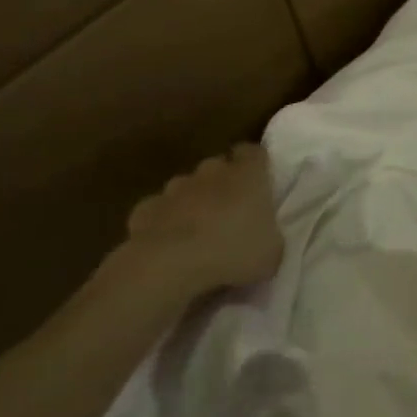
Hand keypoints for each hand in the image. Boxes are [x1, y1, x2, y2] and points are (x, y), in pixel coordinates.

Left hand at [109, 143, 284, 310]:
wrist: (168, 264)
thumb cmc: (232, 251)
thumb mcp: (271, 254)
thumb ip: (270, 238)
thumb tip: (265, 240)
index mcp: (248, 174)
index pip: (254, 152)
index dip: (255, 164)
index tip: (258, 182)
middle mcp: (212, 172)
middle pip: (218, 167)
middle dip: (222, 183)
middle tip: (228, 213)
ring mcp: (175, 188)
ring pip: (186, 187)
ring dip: (191, 202)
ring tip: (196, 232)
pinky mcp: (146, 208)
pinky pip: (159, 211)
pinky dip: (163, 222)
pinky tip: (167, 246)